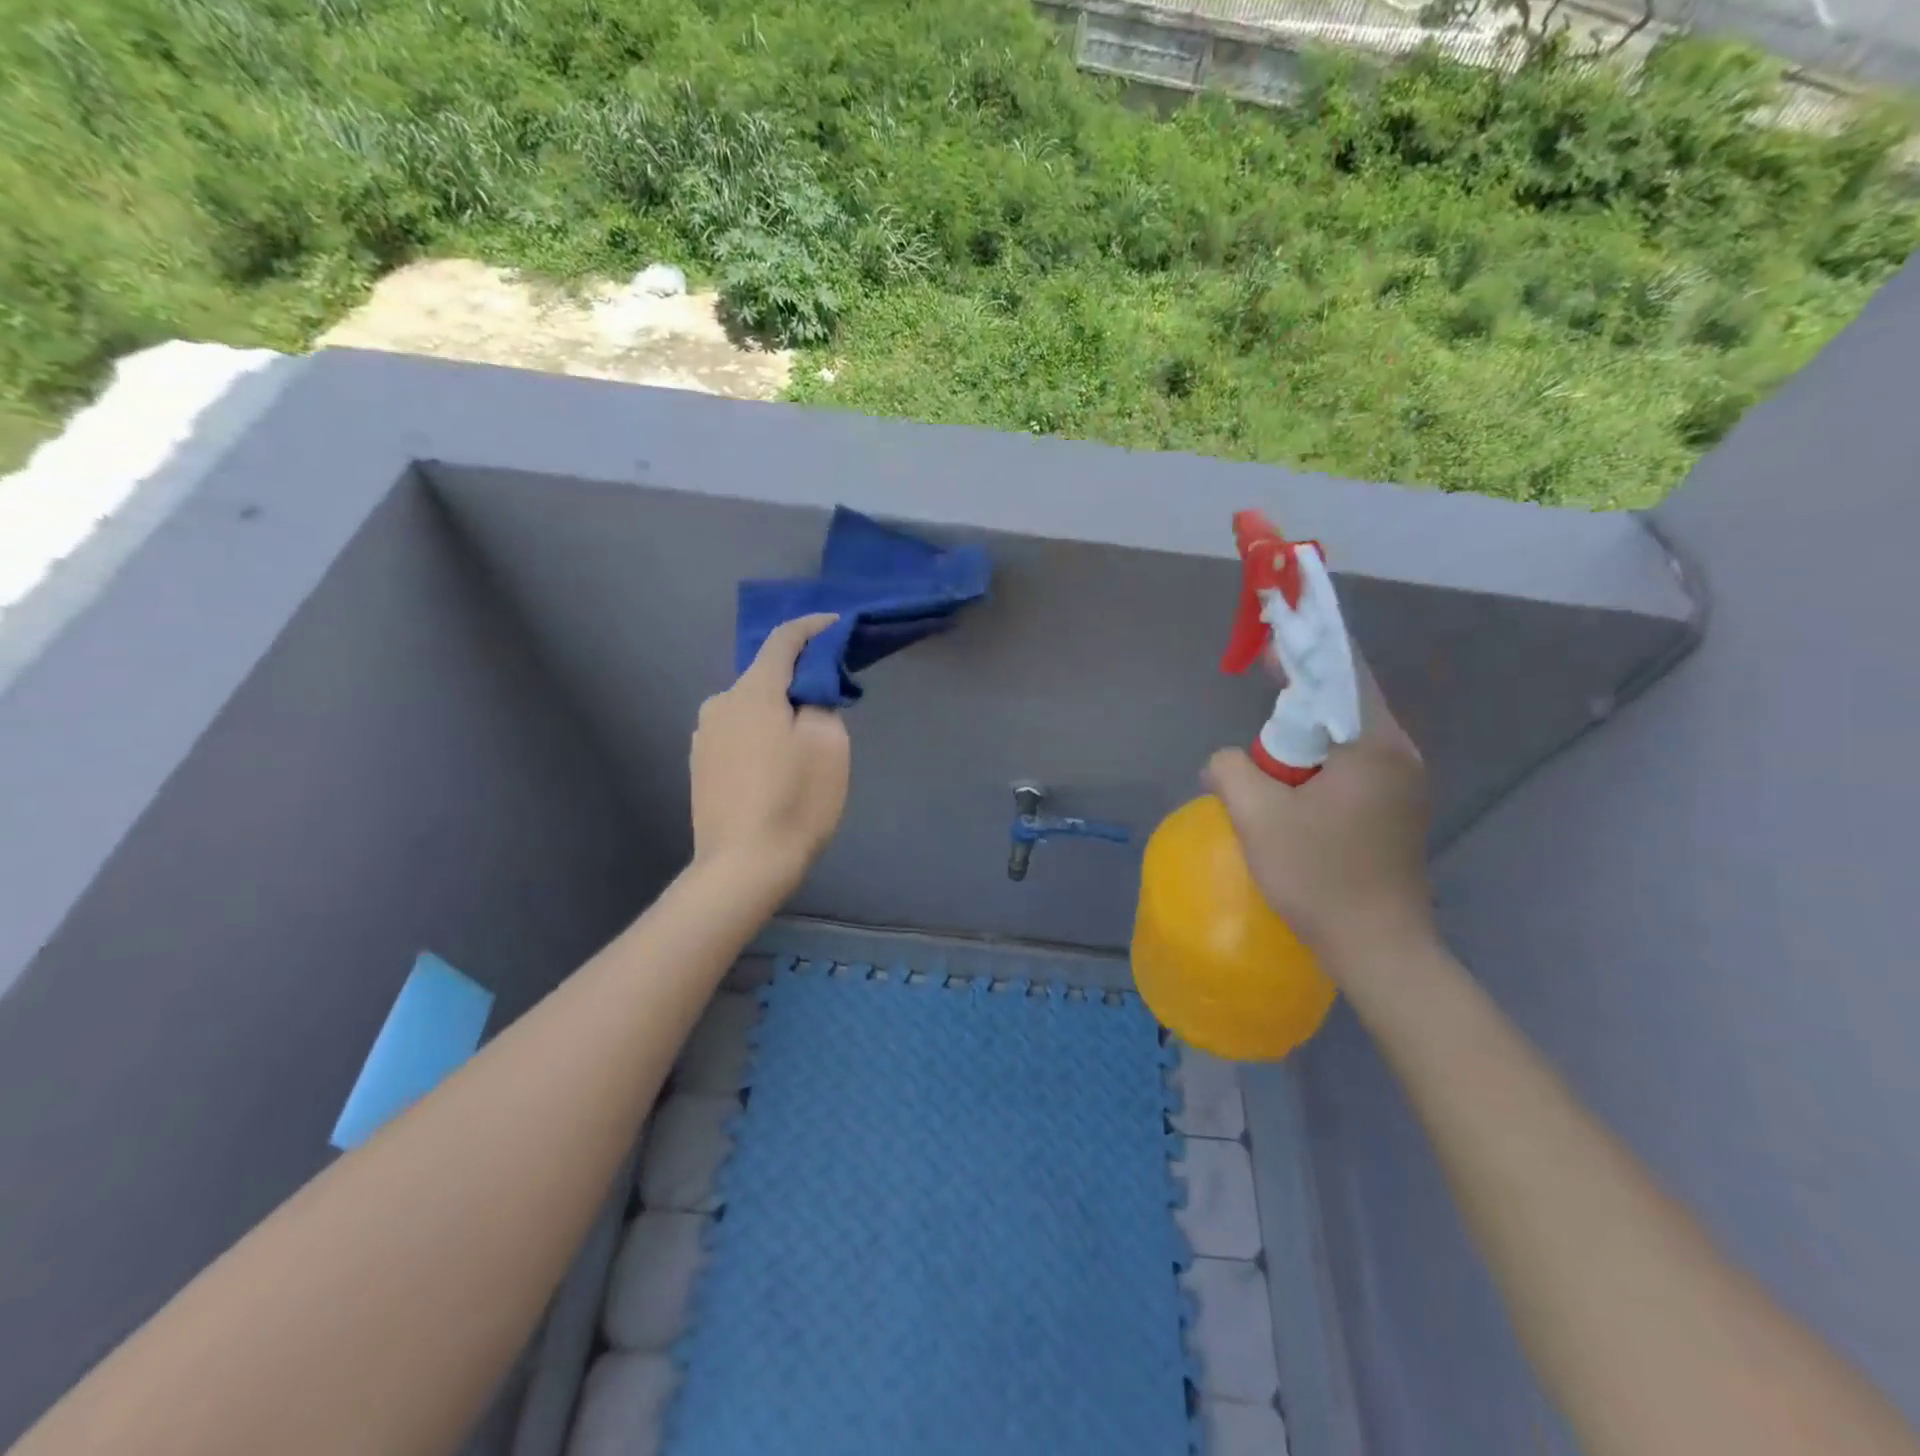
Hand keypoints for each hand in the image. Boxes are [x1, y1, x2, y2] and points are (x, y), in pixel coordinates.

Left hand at [690, 614, 850, 894]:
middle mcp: (720, 704)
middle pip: (766, 677)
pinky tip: (776, 765)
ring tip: (804, 741)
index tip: (836, 624)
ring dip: (778, 711)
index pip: (783, 640)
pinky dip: (761, 734)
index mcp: (752, 692)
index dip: (812, 627)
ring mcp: (704, 736)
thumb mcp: (828, 744)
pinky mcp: (700, 765)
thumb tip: (806, 694)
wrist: (742, 866)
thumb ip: (819, 702)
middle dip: (799, 679)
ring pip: (751, 708)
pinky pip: (738, 733)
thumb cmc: (794, 801)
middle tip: (831, 699)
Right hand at [1203, 657, 1433, 979]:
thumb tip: (1225, 760)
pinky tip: (1292, 779)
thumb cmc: (1319, 876)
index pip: (1342, 672)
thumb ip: (1230, 769)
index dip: (1305, 648)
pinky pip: (1355, 761)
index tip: (1271, 634)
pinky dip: (1321, 755)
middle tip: (1260, 688)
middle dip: (1301, 691)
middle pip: (1347, 700)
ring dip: (1308, 730)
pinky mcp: (1397, 807)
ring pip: (1349, 733)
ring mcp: (1405, 782)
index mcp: (1375, 746)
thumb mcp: (1257, 817)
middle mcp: (1400, 753)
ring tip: (1270, 746)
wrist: (1377, 947)